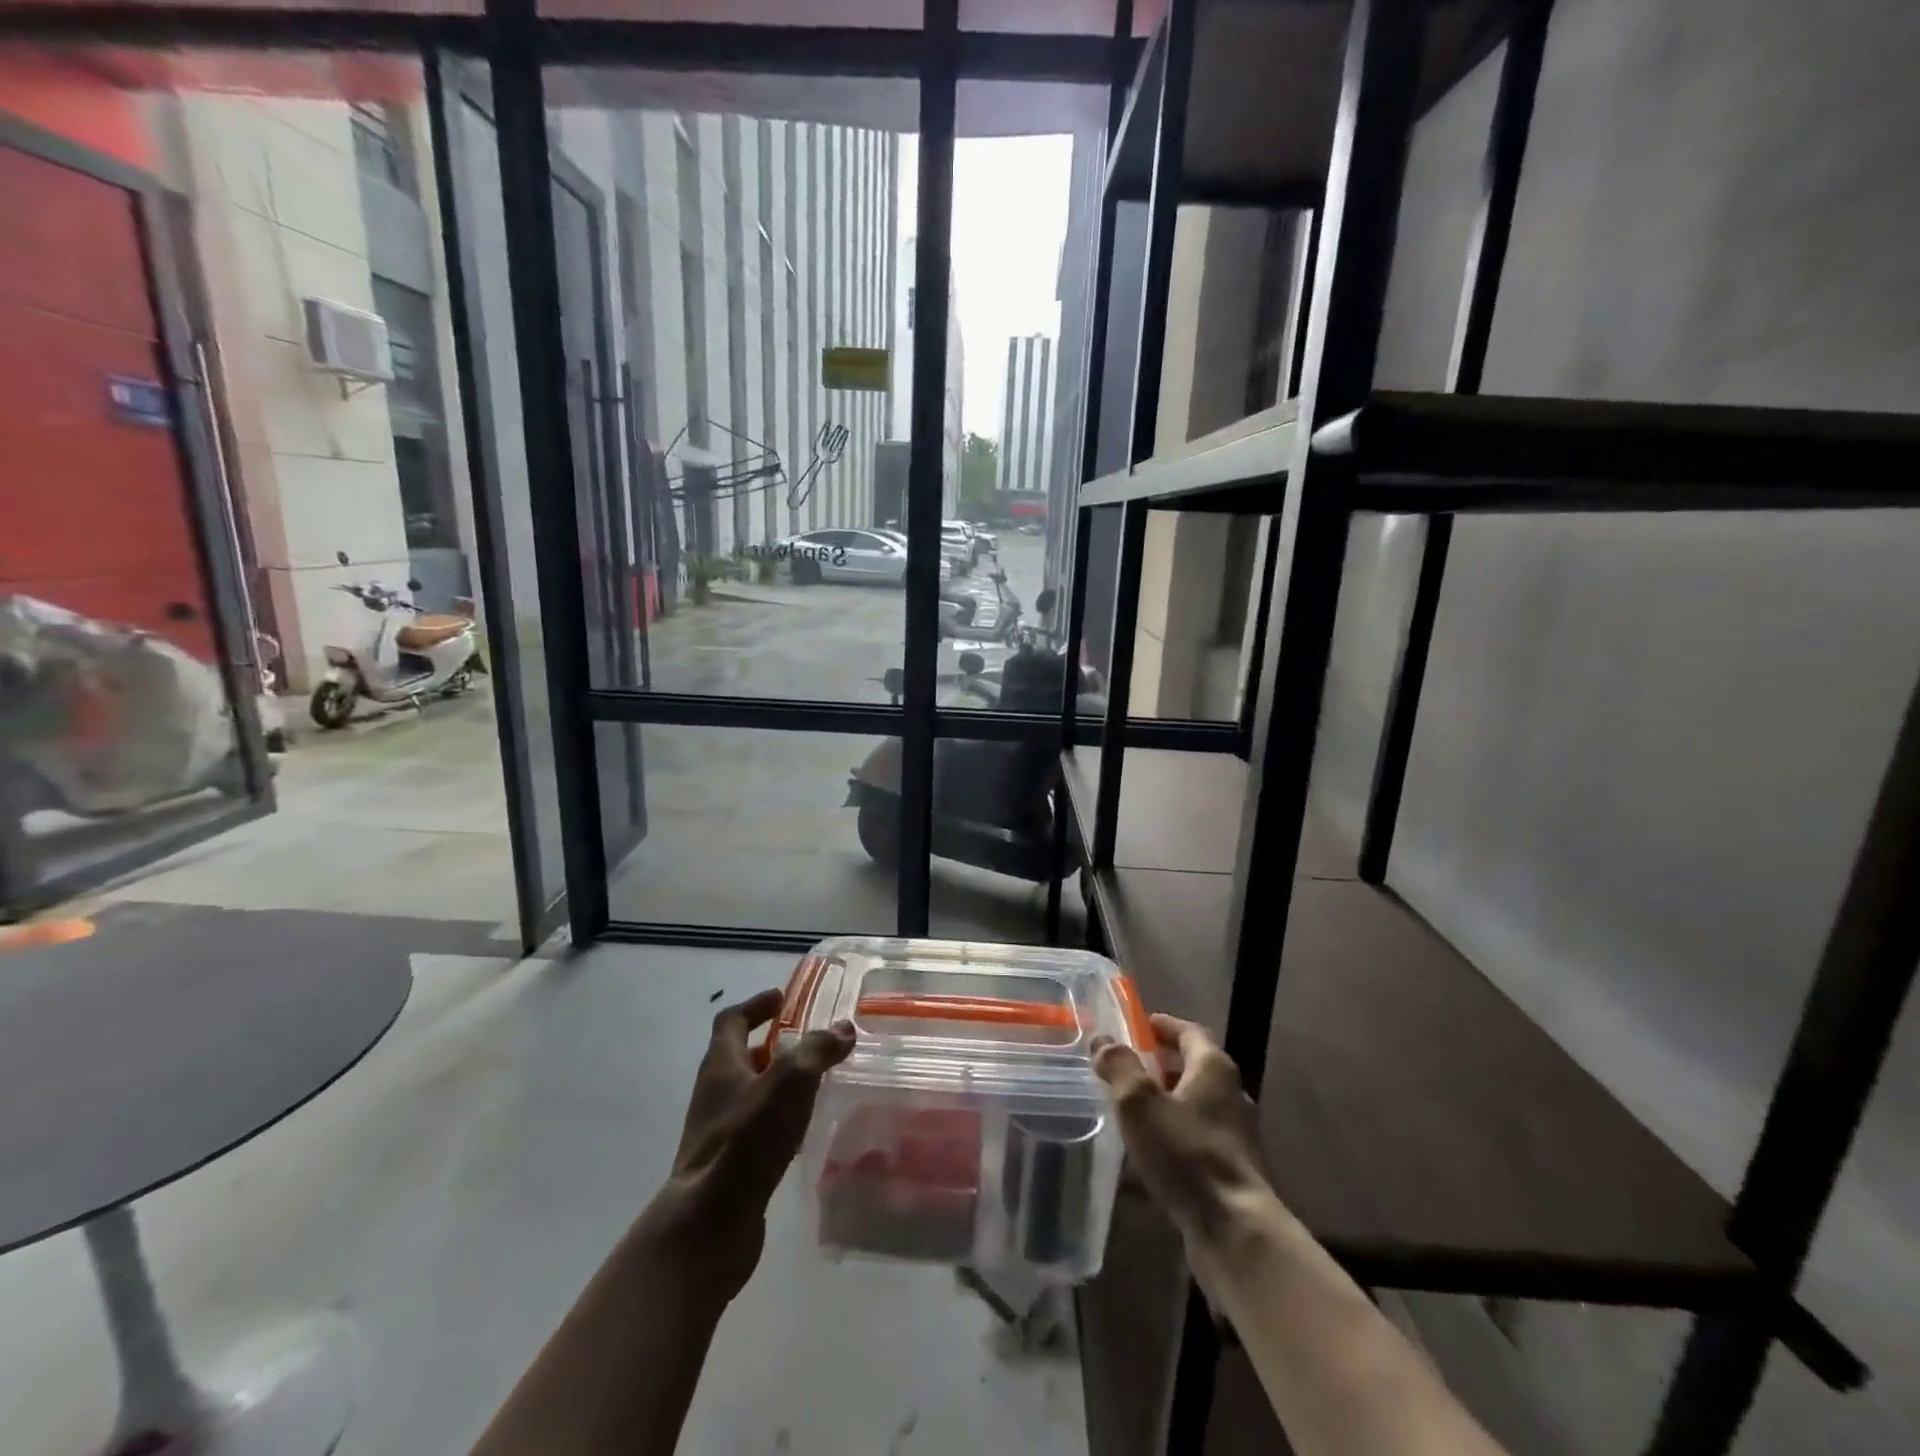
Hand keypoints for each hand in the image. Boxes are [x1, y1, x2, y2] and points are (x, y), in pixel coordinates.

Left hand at [636, 988, 853, 1301]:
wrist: (709, 1225)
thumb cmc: (746, 1140)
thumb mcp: (790, 1081)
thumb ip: (817, 1050)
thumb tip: (843, 1028)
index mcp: (721, 1064)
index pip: (732, 1020)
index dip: (756, 1005)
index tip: (782, 998)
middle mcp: (714, 1093)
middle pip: (741, 1056)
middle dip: (773, 1045)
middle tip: (810, 1040)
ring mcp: (719, 1132)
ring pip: (751, 1094)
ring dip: (779, 1083)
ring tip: (816, 1082)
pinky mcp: (730, 1165)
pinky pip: (757, 1129)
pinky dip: (781, 1119)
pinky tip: (806, 1130)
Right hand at [1091, 1013, 1269, 1241]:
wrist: (1235, 1231)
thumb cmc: (1186, 1153)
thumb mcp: (1139, 1102)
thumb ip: (1119, 1066)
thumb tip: (1103, 1041)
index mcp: (1213, 1069)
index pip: (1188, 1032)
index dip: (1163, 1026)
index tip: (1139, 1025)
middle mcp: (1230, 1097)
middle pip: (1192, 1071)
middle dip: (1158, 1069)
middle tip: (1125, 1071)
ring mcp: (1234, 1139)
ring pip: (1191, 1112)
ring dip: (1161, 1111)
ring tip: (1126, 1119)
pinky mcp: (1231, 1175)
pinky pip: (1192, 1149)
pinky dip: (1167, 1149)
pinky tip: (1138, 1172)